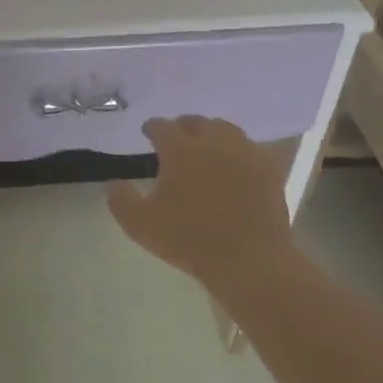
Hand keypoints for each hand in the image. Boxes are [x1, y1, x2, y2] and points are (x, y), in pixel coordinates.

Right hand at [108, 117, 295, 288]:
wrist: (248, 260)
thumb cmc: (189, 239)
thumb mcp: (141, 225)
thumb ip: (121, 200)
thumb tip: (114, 184)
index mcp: (181, 150)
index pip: (162, 127)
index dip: (152, 127)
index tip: (147, 131)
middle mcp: (214, 142)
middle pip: (197, 122)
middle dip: (183, 125)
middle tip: (176, 136)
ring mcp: (245, 154)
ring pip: (226, 130)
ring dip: (212, 133)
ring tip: (206, 145)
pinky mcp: (268, 170)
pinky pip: (250, 149)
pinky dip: (237, 150)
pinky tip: (234, 163)